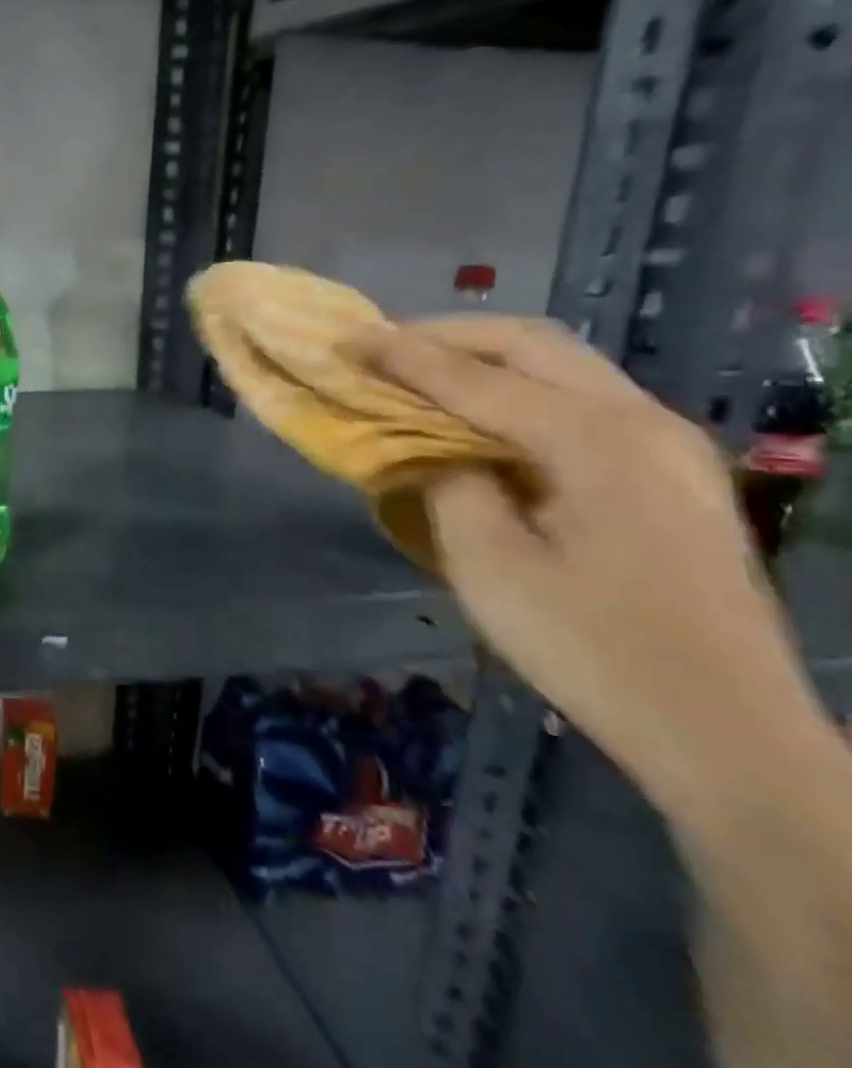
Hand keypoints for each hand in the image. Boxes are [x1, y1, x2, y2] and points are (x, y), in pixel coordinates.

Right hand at [354, 315, 831, 829]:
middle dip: (446, 336)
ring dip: (481, 357)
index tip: (343, 338)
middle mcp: (643, 421)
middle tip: (379, 348)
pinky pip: (580, 398)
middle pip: (532, 344)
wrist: (724, 730)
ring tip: (417, 371)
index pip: (476, 377)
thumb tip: (427, 446)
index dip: (401, 355)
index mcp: (597, 441)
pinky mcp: (670, 472)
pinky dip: (516, 387)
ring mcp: (668, 444)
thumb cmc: (590, 648)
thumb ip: (448, 483)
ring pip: (562, 364)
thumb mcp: (489, 565)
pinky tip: (479, 413)